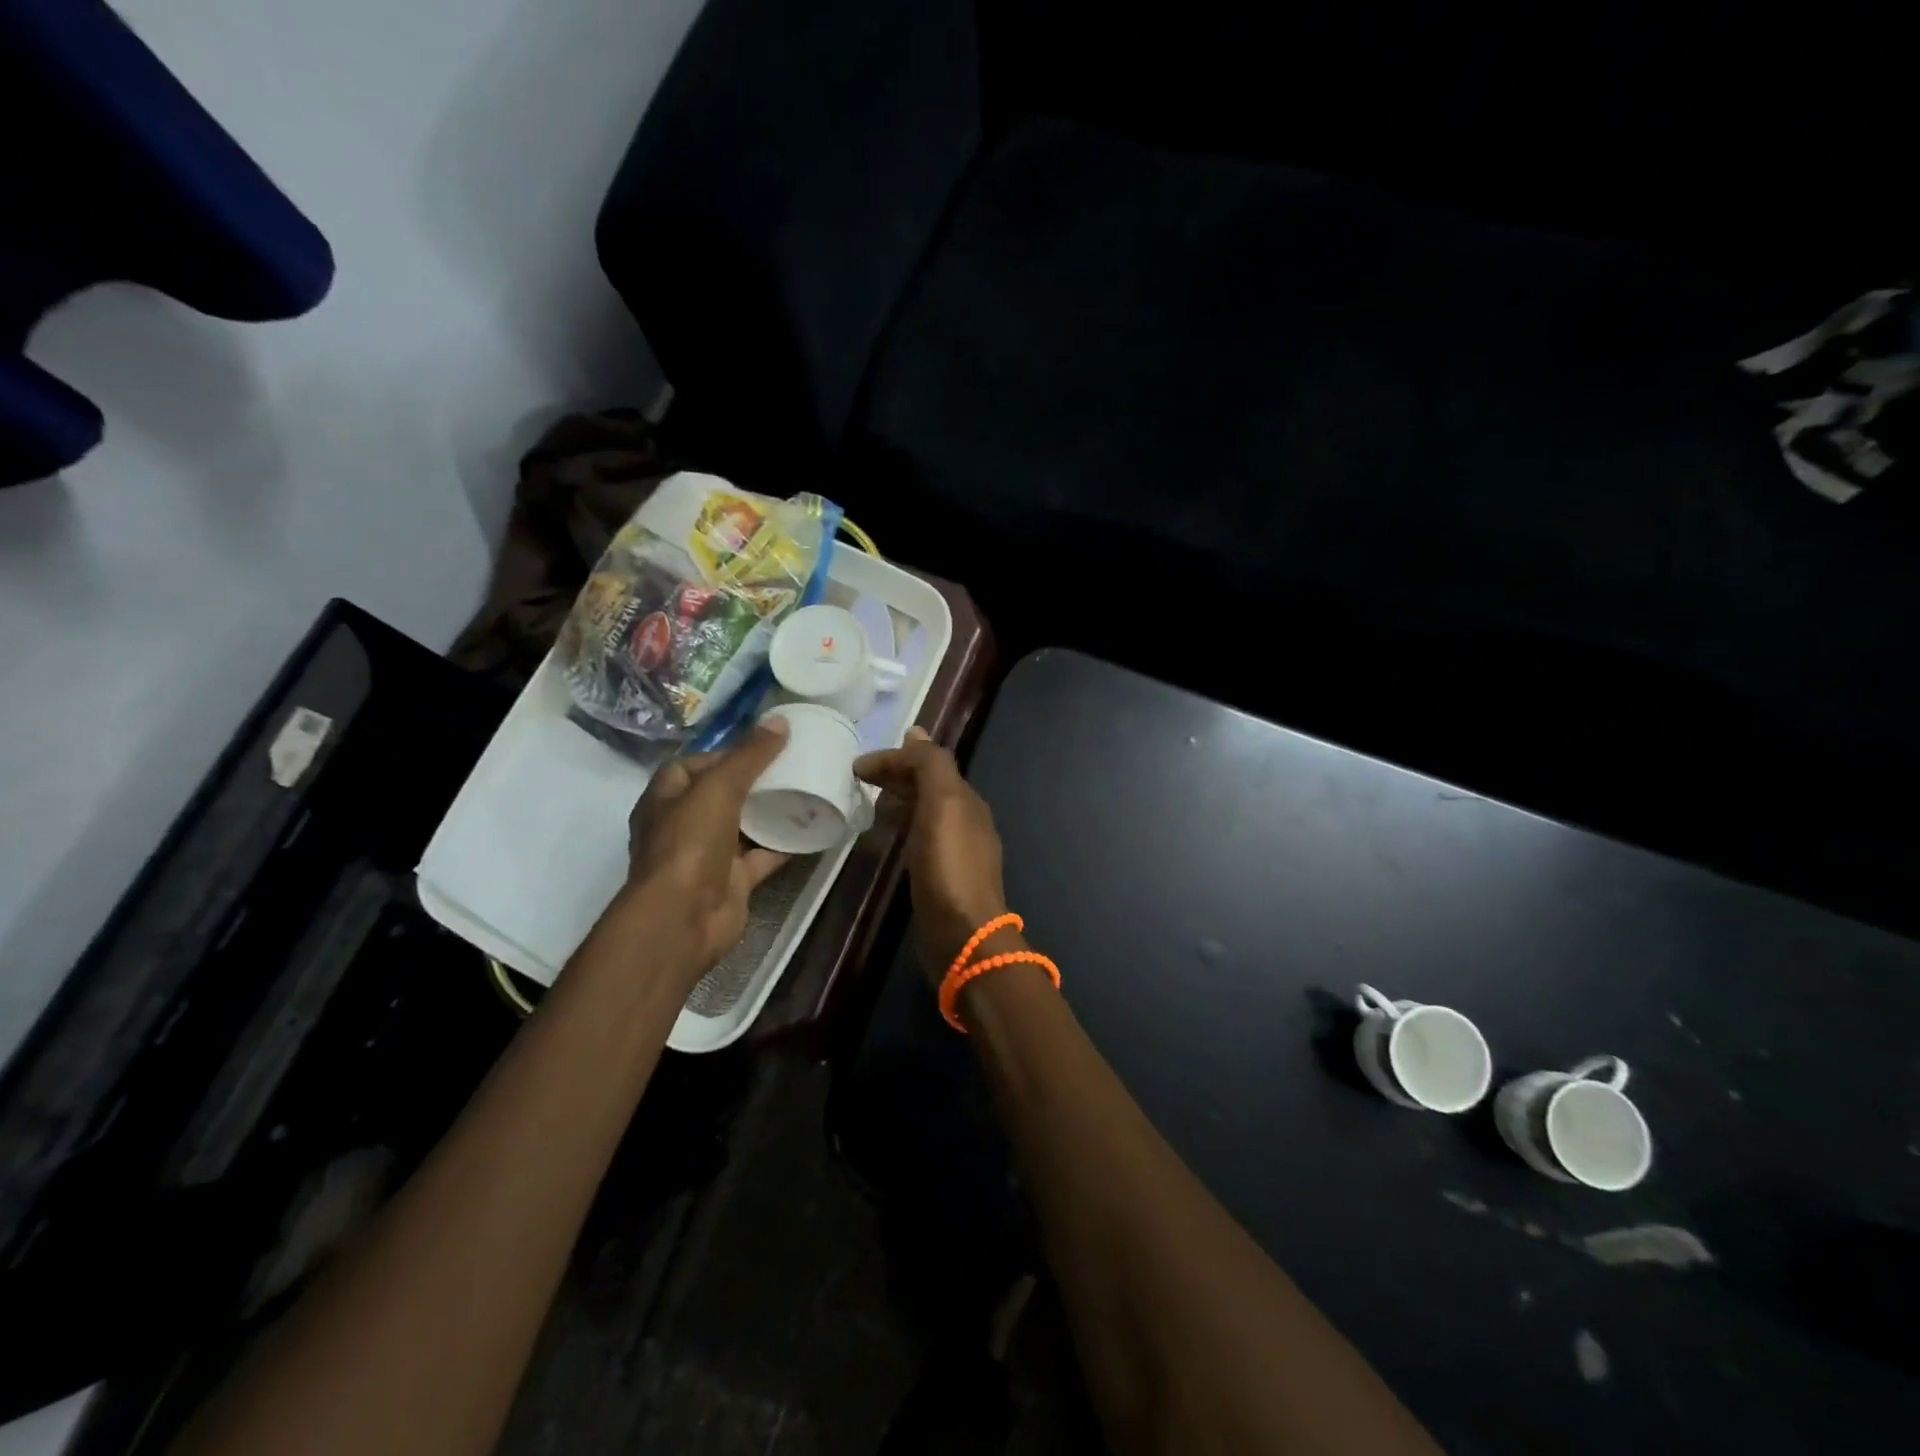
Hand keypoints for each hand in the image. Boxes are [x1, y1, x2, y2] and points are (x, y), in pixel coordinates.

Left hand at [611, 720, 791, 977]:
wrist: (684, 917)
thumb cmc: (689, 843)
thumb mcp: (718, 787)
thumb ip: (750, 755)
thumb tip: (779, 721)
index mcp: (665, 799)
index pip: (692, 765)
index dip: (723, 753)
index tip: (761, 746)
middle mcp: (683, 825)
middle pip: (720, 794)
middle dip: (752, 781)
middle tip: (790, 764)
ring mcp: (707, 855)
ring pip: (742, 826)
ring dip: (769, 811)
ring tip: (804, 789)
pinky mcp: (732, 880)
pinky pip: (762, 856)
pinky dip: (784, 844)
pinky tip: (811, 828)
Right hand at [856, 727, 1008, 981]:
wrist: (963, 936)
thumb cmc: (949, 867)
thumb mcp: (943, 805)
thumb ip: (930, 766)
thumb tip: (915, 732)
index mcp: (966, 800)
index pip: (929, 762)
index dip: (894, 758)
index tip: (856, 767)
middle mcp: (964, 820)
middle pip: (927, 785)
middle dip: (896, 776)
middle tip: (858, 779)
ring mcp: (953, 850)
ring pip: (922, 811)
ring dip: (897, 801)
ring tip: (866, 803)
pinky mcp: (939, 876)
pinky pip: (917, 839)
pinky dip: (900, 828)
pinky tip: (883, 837)